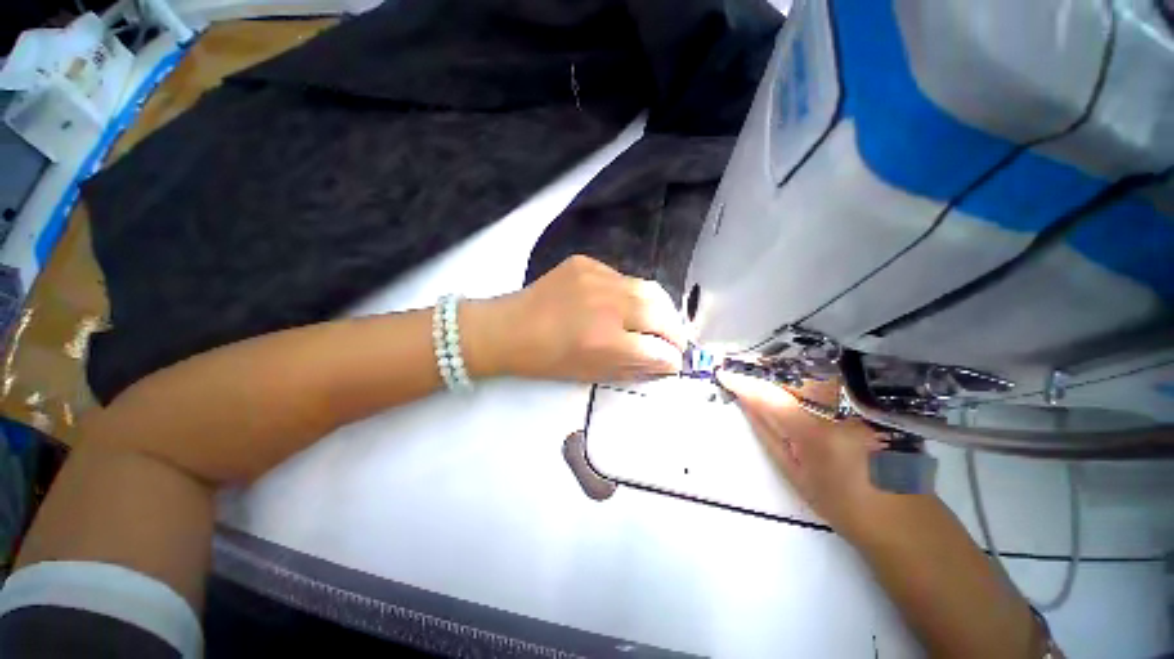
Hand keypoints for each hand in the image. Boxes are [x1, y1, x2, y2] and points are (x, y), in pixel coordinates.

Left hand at [466, 256, 687, 382]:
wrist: (508, 328)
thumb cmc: (546, 359)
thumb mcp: (590, 373)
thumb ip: (632, 366)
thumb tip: (665, 362)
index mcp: (604, 340)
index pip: (657, 350)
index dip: (670, 359)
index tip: (674, 362)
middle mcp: (606, 305)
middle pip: (660, 314)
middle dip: (675, 331)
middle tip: (675, 341)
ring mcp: (596, 277)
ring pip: (648, 289)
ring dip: (661, 309)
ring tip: (661, 321)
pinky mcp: (586, 263)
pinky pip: (623, 278)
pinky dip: (632, 294)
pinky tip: (624, 305)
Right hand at [717, 370, 889, 535]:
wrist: (905, 522)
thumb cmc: (844, 506)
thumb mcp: (796, 475)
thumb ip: (769, 436)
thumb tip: (748, 406)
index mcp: (817, 434)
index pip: (772, 399)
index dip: (746, 385)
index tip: (725, 374)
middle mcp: (842, 411)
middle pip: (796, 378)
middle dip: (768, 372)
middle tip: (745, 371)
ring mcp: (863, 407)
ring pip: (816, 377)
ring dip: (789, 374)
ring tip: (769, 374)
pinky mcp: (876, 407)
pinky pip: (836, 384)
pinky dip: (812, 380)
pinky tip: (802, 385)